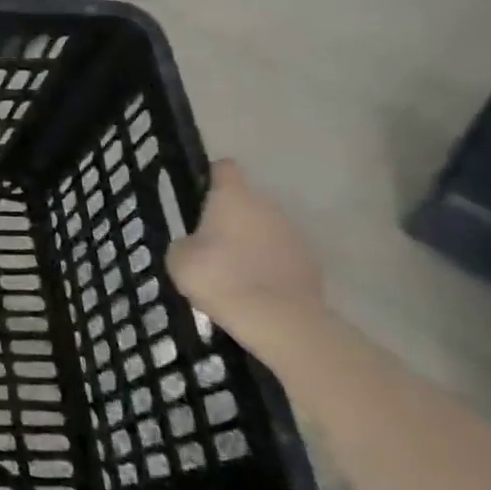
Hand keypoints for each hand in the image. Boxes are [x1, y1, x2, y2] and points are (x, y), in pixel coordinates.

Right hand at [168, 160, 325, 352]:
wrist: (278, 321)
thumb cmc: (219, 277)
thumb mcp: (179, 258)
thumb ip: (186, 243)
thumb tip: (195, 246)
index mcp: (233, 196)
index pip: (224, 169)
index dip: (211, 177)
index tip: (200, 195)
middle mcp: (267, 206)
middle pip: (246, 202)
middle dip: (231, 219)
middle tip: (211, 245)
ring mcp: (294, 234)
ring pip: (266, 230)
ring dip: (252, 243)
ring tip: (234, 273)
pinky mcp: (312, 264)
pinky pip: (283, 257)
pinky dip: (271, 267)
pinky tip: (257, 291)